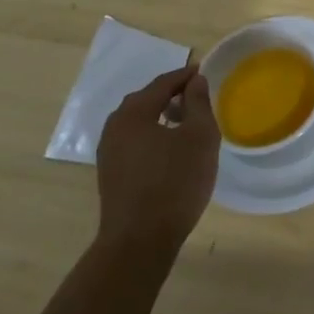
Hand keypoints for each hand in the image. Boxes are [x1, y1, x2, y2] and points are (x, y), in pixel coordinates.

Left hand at [94, 66, 219, 260]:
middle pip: (146, 99)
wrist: (139, 241)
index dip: (185, 75)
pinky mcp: (110, 173)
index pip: (163, 83)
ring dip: (161, 116)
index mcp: (134, 112)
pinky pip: (134, 141)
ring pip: (138, 121)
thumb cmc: (175, 182)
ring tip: (186, 122)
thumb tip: (194, 81)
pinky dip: (152, 134)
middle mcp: (115, 126)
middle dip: (172, 94)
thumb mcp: (199, 137)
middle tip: (197, 97)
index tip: (204, 72)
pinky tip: (170, 149)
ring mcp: (108, 152)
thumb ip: (198, 103)